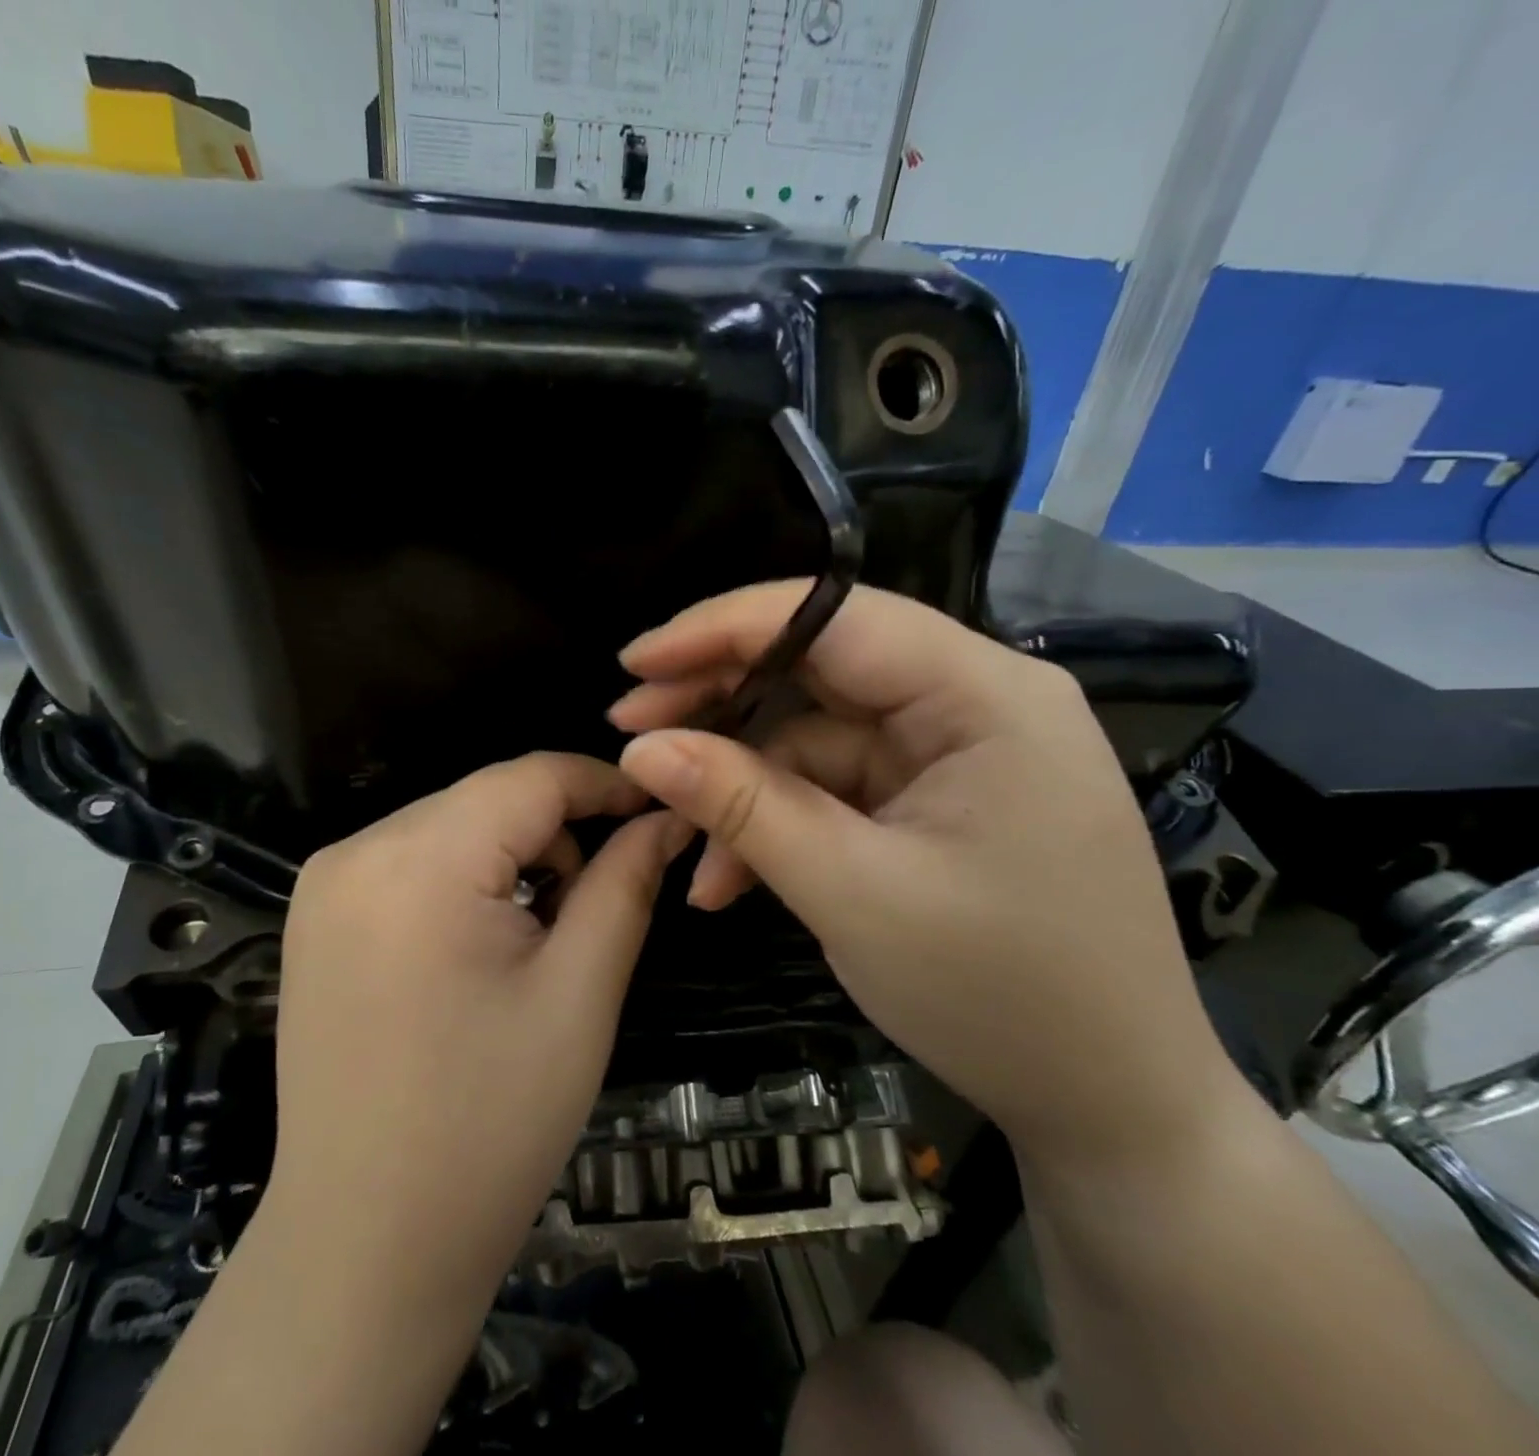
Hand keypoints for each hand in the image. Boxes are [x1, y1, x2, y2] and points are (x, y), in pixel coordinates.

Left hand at [268, 752, 689, 1309]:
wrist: (364, 1248)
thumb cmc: (489, 1127)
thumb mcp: (579, 993)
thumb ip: (626, 883)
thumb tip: (665, 819)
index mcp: (419, 861)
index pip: (531, 776)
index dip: (606, 784)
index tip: (660, 811)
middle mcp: (357, 850)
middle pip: (488, 798)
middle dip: (559, 829)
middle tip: (603, 895)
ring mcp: (325, 883)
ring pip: (452, 825)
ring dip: (511, 854)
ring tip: (545, 929)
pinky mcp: (316, 916)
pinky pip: (412, 860)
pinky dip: (464, 876)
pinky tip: (484, 940)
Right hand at [610, 583, 1240, 1165]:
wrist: (1111, 1107)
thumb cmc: (999, 997)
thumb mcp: (850, 893)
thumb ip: (741, 807)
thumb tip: (641, 748)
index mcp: (986, 695)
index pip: (835, 617)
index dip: (723, 628)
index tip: (635, 660)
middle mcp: (974, 701)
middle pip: (820, 667)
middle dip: (720, 703)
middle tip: (631, 733)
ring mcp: (954, 752)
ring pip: (815, 735)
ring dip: (741, 786)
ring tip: (675, 841)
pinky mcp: (934, 799)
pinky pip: (834, 786)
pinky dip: (777, 824)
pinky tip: (726, 879)